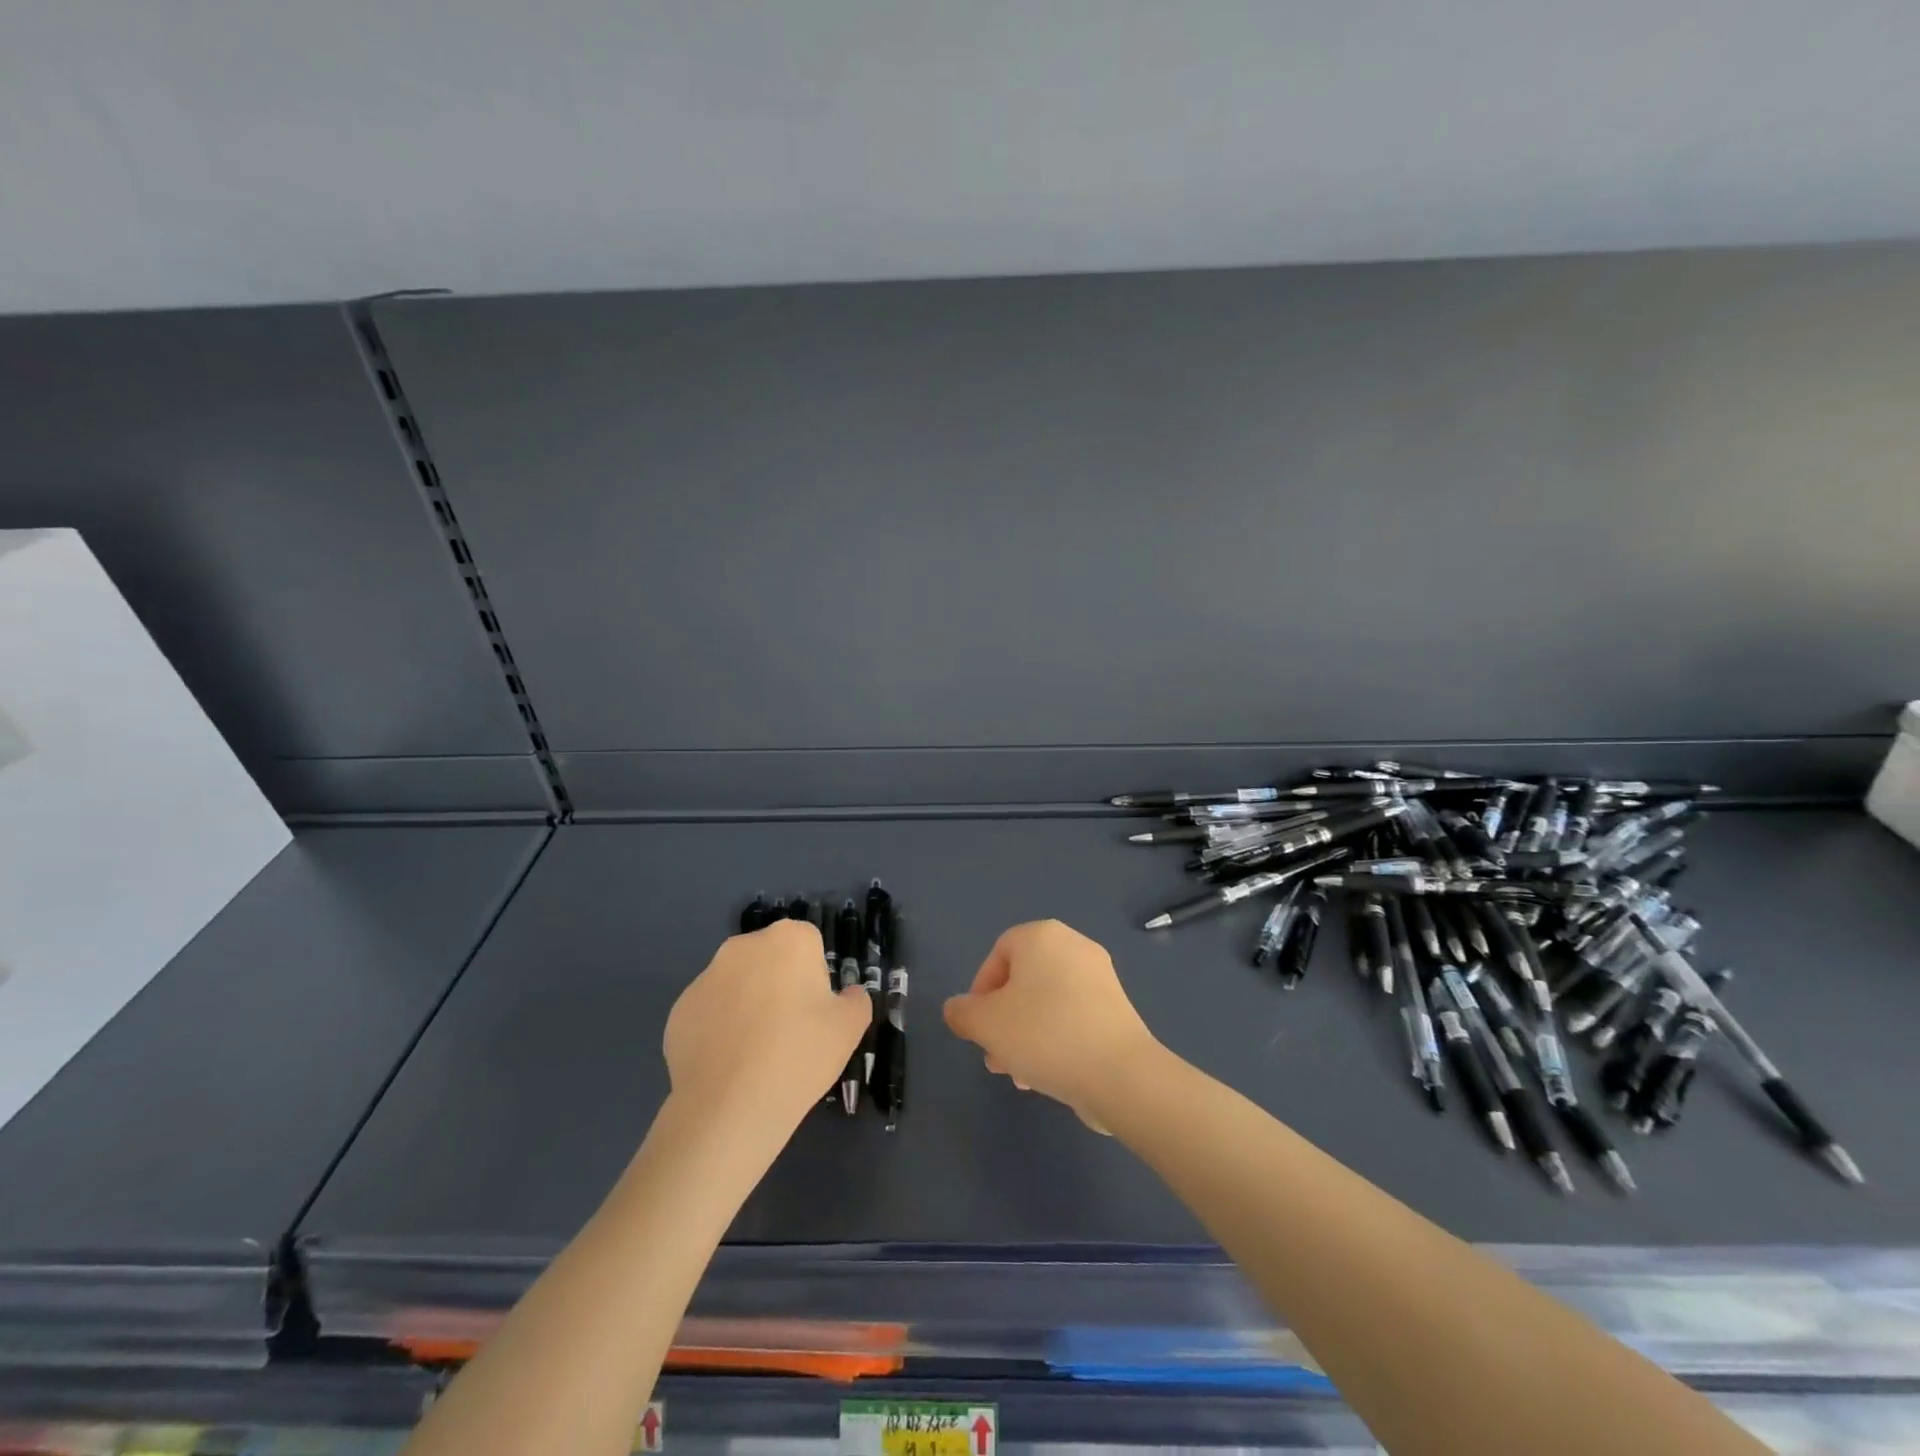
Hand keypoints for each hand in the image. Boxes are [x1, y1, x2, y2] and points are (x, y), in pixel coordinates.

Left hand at [665, 921, 870, 1135]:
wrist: (730, 1108)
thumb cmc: (800, 1055)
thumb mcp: (850, 1028)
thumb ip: (856, 1000)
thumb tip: (847, 995)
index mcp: (789, 940)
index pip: (809, 945)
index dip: (815, 977)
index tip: (815, 1012)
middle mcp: (743, 946)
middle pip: (770, 959)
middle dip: (779, 985)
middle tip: (790, 1031)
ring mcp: (705, 977)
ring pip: (738, 984)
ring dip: (748, 1004)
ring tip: (756, 1053)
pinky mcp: (679, 1009)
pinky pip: (710, 1012)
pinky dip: (719, 1029)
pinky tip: (728, 1064)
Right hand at [943, 920, 1161, 1132]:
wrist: (1119, 1073)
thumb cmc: (1044, 1034)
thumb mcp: (986, 1024)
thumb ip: (962, 1013)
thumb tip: (957, 1009)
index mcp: (1042, 936)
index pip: (998, 953)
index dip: (980, 990)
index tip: (977, 1025)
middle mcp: (1073, 946)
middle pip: (1023, 981)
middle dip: (1002, 1019)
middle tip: (993, 1053)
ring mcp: (1100, 978)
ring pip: (1046, 1003)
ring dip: (1024, 1035)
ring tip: (1016, 1074)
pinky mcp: (1116, 1009)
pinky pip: (1072, 1018)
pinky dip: (1054, 1040)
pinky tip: (1045, 1076)